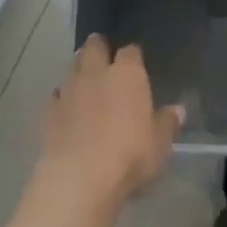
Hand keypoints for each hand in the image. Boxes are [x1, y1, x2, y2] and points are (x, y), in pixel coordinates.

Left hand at [38, 35, 183, 209]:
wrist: (79, 179)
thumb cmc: (129, 156)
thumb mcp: (159, 144)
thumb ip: (167, 123)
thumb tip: (178, 110)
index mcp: (127, 74)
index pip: (131, 51)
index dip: (133, 56)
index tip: (136, 63)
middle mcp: (97, 72)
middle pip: (94, 46)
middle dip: (99, 47)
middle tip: (104, 56)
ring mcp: (69, 90)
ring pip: (72, 67)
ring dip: (79, 71)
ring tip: (86, 82)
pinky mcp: (48, 112)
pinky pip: (56, 96)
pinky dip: (62, 98)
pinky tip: (67, 110)